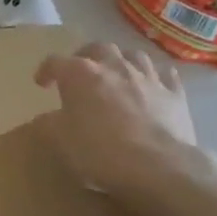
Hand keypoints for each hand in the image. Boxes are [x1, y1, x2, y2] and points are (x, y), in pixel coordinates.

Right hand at [33, 43, 199, 201]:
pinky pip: (166, 75)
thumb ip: (49, 124)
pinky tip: (153, 84)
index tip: (41, 84)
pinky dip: (156, 76)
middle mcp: (114, 66)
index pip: (55, 62)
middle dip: (86, 56)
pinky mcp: (175, 94)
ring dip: (122, 61)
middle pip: (98, 48)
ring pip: (134, 55)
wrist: (159, 167)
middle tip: (81, 72)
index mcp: (80, 74)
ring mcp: (147, 77)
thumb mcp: (60, 140)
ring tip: (117, 74)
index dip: (46, 71)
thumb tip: (45, 118)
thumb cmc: (100, 150)